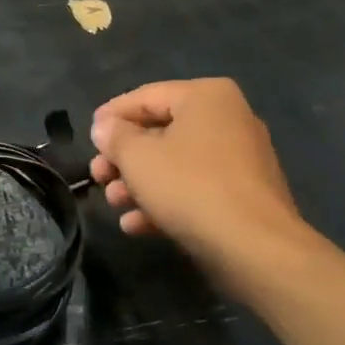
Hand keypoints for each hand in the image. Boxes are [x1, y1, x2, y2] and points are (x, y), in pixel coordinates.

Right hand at [89, 79, 307, 273]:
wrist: (255, 248)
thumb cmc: (190, 187)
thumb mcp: (138, 158)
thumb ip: (115, 136)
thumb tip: (105, 127)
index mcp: (206, 96)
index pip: (146, 97)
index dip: (111, 116)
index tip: (88, 137)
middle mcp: (228, 118)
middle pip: (160, 131)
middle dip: (124, 158)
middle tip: (98, 176)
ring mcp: (240, 158)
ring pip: (176, 163)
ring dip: (139, 183)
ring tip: (115, 203)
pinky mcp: (244, 195)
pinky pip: (196, 188)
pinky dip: (166, 201)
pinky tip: (137, 226)